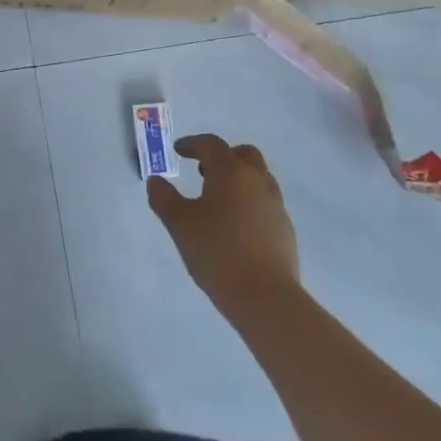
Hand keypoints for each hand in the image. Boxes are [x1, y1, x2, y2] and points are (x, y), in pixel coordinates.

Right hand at [148, 134, 299, 322]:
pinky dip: (249, 201)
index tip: (178, 151)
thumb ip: (164, 198)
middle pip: (243, 154)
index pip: (211, 145)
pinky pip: (266, 202)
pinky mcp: (285, 229)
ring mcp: (275, 205)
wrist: (265, 296)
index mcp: (230, 172)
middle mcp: (256, 181)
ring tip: (219, 198)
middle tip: (202, 169)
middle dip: (222, 156)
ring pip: (258, 177)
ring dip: (239, 178)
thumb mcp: (179, 224)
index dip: (192, 144)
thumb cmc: (217, 252)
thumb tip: (156, 181)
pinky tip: (236, 225)